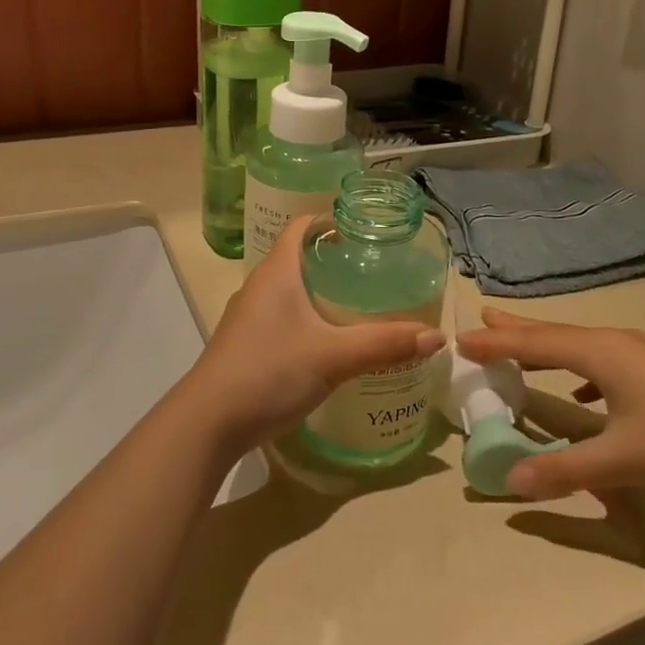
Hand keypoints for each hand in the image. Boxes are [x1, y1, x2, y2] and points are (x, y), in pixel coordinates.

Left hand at [180, 217, 444, 457]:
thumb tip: (436, 337)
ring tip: (358, 302)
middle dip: (334, 258)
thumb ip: (385, 344)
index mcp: (277, 271)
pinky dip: (306, 317)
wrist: (207, 424)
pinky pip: (281, 316)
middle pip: (298, 256)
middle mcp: (259, 285)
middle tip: (375, 269)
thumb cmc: (269, 372)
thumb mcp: (333, 357)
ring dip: (319, 290)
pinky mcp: (245, 343)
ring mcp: (248, 316)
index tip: (366, 229)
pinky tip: (328, 340)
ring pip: (289, 289)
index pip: (301, 226)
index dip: (331, 220)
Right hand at [457, 310, 644, 499]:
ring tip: (523, 346)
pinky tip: (584, 391)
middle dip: (518, 329)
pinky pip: (604, 360)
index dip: (497, 343)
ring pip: (581, 344)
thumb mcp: (621, 460)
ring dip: (548, 345)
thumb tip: (512, 480)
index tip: (462, 337)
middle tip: (484, 316)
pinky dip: (580, 367)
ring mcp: (641, 354)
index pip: (535, 343)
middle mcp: (615, 343)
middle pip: (555, 333)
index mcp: (600, 353)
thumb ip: (565, 470)